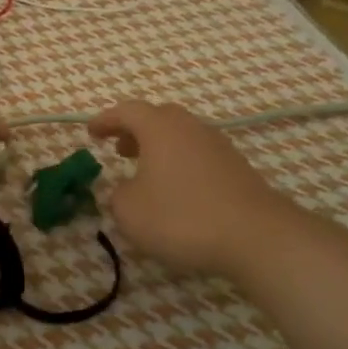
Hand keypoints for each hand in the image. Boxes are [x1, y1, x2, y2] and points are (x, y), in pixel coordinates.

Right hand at [89, 100, 300, 278]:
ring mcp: (218, 146)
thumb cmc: (182, 217)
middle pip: (159, 117)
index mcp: (160, 128)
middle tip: (120, 149)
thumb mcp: (131, 212)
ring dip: (160, 148)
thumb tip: (126, 189)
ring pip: (182, 136)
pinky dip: (181, 164)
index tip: (91, 133)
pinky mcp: (237, 169)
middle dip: (135, 130)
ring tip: (146, 172)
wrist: (256, 237)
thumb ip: (118, 195)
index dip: (106, 120)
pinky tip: (177, 191)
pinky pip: (199, 156)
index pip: (127, 111)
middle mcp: (190, 128)